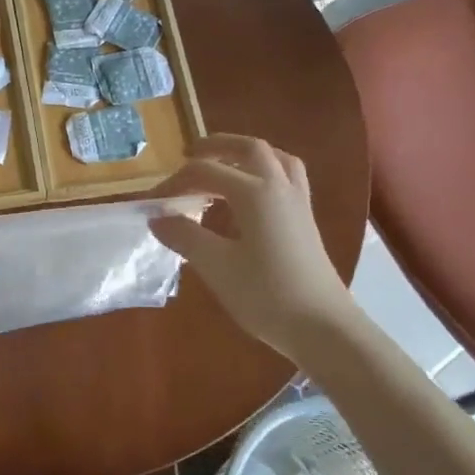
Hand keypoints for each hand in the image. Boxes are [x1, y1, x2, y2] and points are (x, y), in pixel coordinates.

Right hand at [150, 134, 357, 358]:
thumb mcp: (216, 266)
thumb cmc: (267, 295)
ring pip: (275, 158)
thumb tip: (157, 217)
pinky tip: (251, 196)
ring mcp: (298, 202)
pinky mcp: (306, 220)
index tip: (151, 202)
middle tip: (189, 155)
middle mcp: (279, 187)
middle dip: (216, 146)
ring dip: (246, 154)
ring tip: (224, 165)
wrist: (323, 328)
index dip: (174, 182)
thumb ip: (184, 236)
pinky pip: (287, 177)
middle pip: (249, 149)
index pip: (206, 172)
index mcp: (255, 192)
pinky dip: (264, 172)